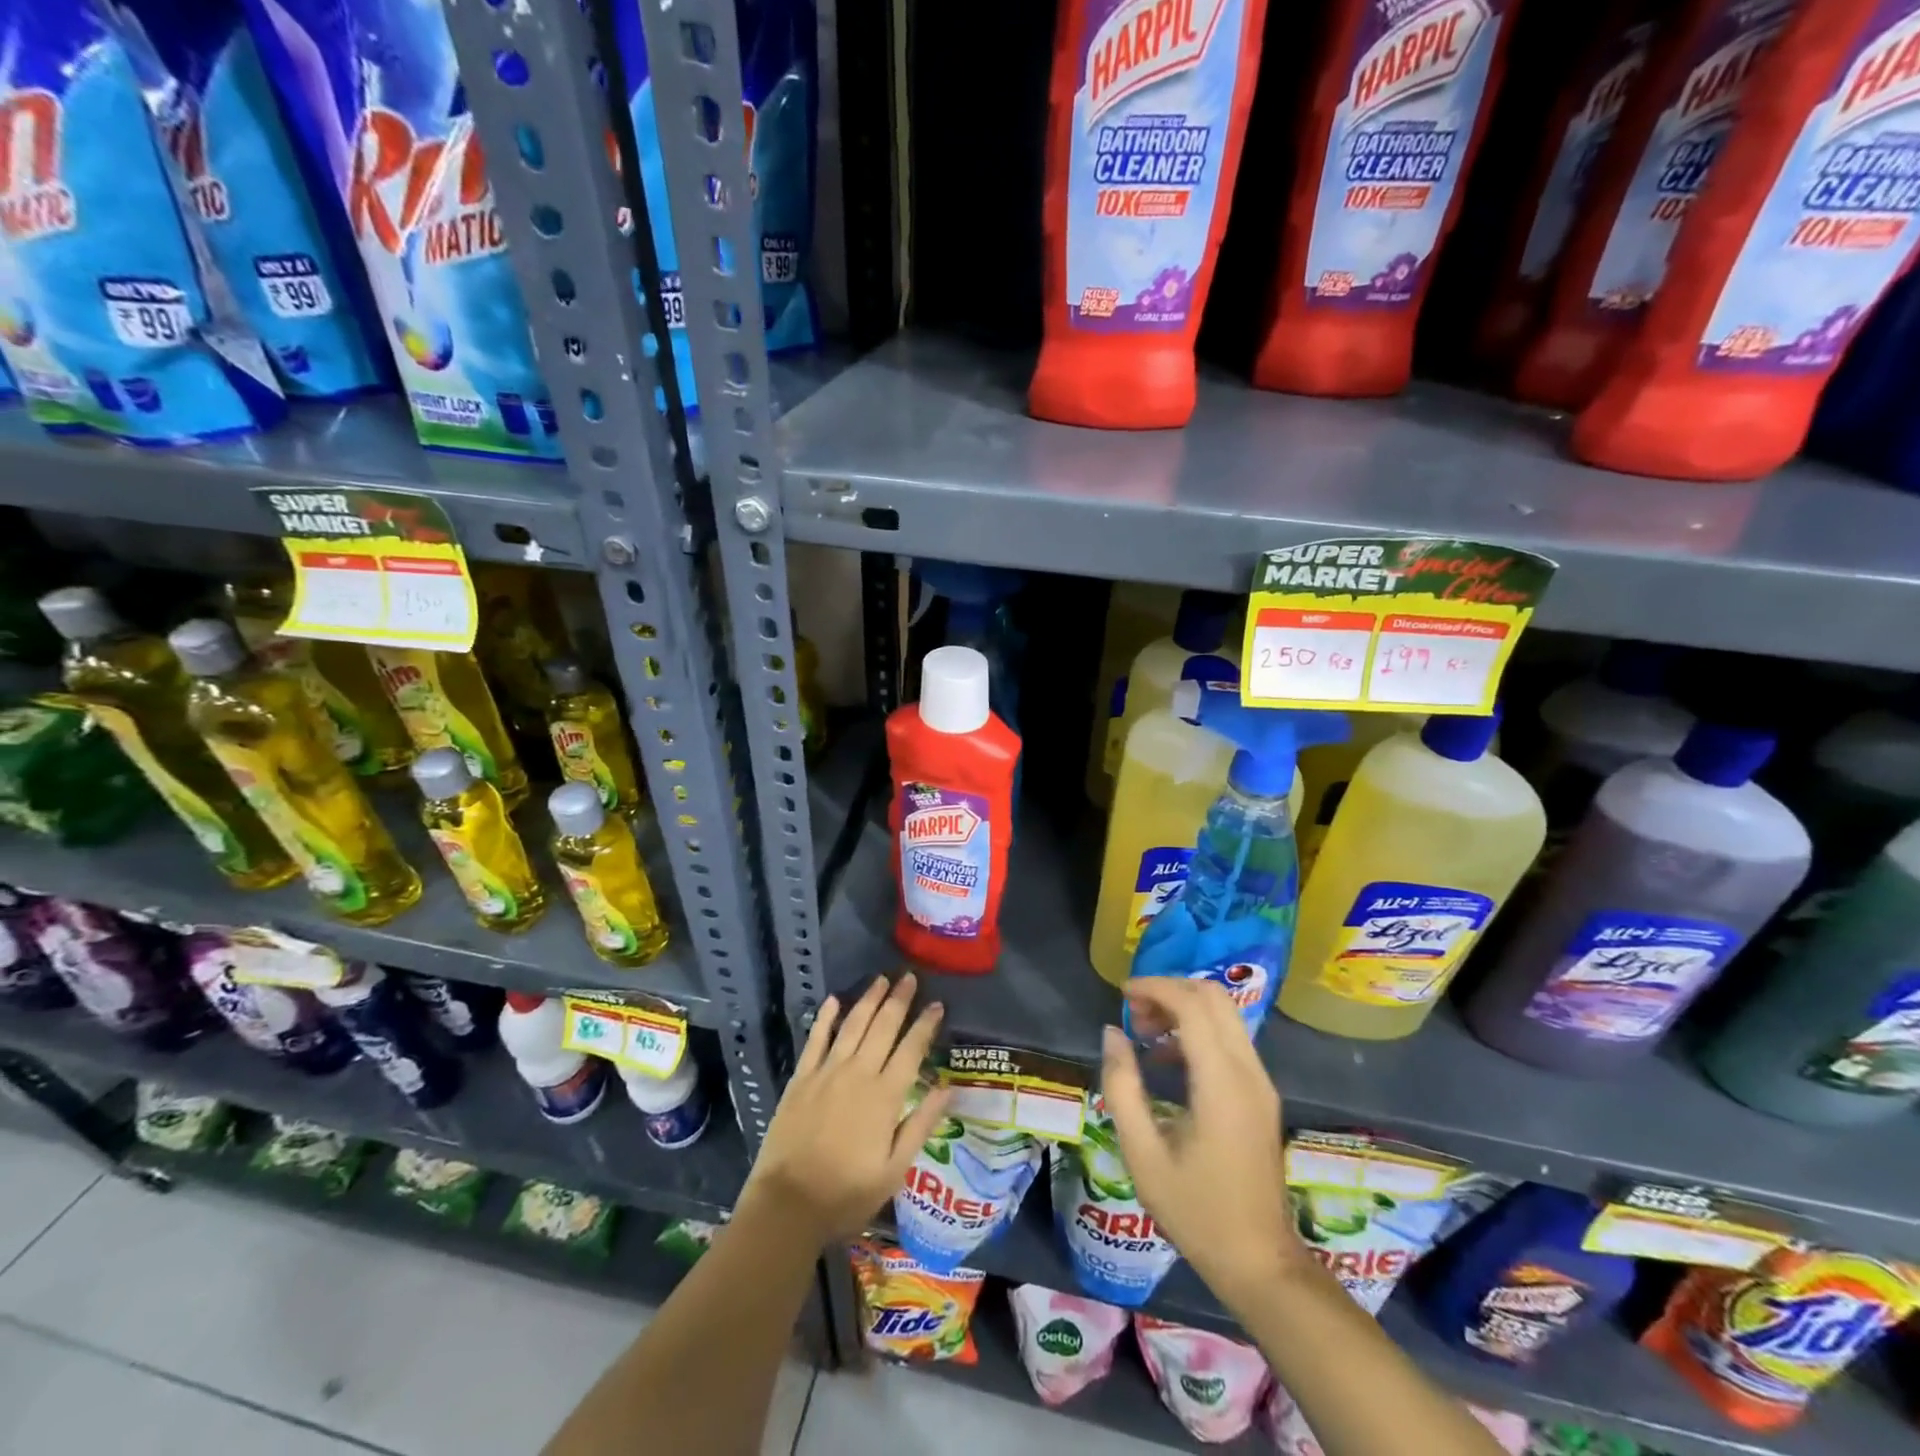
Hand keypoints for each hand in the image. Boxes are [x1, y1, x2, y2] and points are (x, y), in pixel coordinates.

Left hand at [743, 974, 950, 1244]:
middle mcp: (859, 1073)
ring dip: (868, 999)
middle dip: (899, 1000)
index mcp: (886, 1096)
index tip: (937, 1004)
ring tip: (881, 979)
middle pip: (883, 1027)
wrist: (787, 1205)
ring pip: (853, 1025)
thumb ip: (921, 1124)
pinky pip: (816, 1039)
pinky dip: (825, 1017)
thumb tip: (947, 1088)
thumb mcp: (895, 1169)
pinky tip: (833, 1000)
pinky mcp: (801, 1078)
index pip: (912, 1049)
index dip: (926, 1025)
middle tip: (909, 976)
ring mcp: (827, 1072)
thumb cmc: (847, 1194)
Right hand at [1100, 977, 1305, 1309]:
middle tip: (1134, 1014)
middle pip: (1214, 997)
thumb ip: (1122, 1086)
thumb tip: (1113, 1033)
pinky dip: (1198, 1030)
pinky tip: (1169, 1060)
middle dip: (1170, 991)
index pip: (1193, 1004)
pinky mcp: (1262, 1094)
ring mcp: (1260, 1082)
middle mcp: (1249, 1071)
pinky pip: (1230, 1039)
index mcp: (1221, 1083)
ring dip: (1184, 1009)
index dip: (1155, 988)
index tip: (1122, 995)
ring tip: (1146, 1036)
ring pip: (1225, 1014)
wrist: (1259, 1261)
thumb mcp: (1142, 1153)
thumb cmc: (1195, 1211)